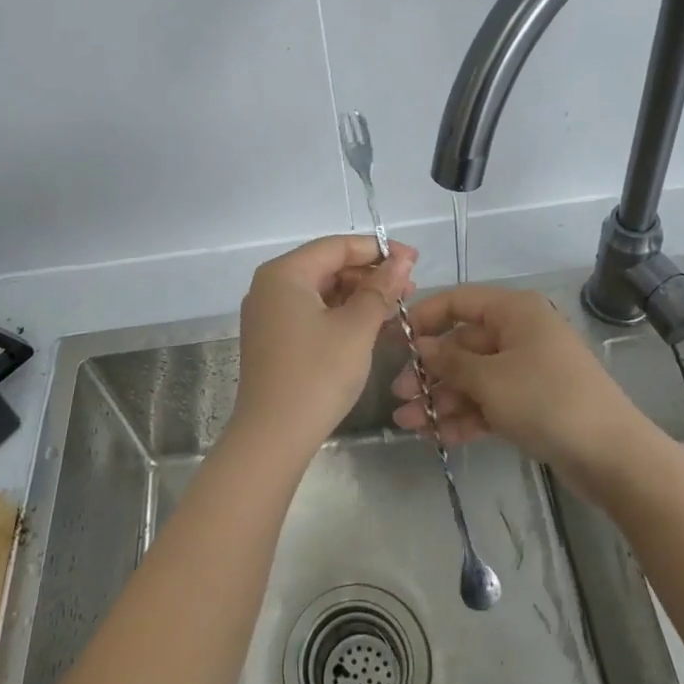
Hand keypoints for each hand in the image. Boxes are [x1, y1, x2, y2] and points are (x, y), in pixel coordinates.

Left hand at [232, 235, 416, 464]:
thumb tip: (402, 258)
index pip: (337, 246)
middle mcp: (270, 286)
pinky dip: (342, 315)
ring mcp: (269, 314)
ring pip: (322, 291)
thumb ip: (380, 289)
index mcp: (284, 273)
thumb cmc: (317, 374)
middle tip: (410, 288)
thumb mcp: (356, 328)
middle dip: (370, 274)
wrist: (273, 437)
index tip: (414, 259)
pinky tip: (372, 326)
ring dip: (359, 296)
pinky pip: (312, 313)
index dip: (378, 250)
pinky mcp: (274, 339)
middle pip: (328, 266)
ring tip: (396, 308)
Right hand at [389, 285, 646, 472]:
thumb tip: (420, 347)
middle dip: (428, 371)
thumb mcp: (489, 379)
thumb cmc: (546, 400)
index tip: (393, 341)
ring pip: (472, 378)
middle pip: (462, 345)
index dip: (423, 318)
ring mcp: (526, 370)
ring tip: (406, 423)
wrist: (612, 455)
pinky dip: (464, 416)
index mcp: (513, 312)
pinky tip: (436, 436)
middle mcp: (519, 334)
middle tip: (398, 395)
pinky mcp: (531, 403)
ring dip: (440, 399)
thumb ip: (449, 361)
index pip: (458, 302)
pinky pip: (488, 402)